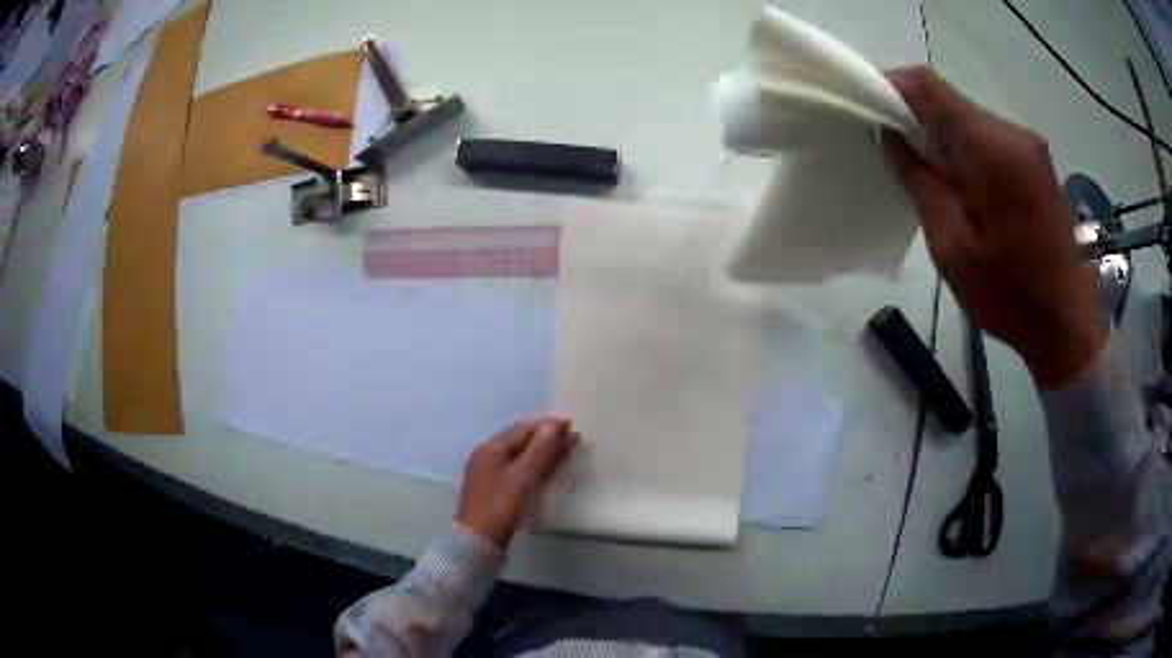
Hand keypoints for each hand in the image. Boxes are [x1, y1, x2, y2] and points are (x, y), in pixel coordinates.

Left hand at [456, 419, 577, 547]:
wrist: (477, 540)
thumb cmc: (500, 507)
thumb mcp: (521, 478)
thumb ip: (538, 452)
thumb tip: (553, 426)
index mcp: (491, 448)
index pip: (523, 428)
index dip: (548, 425)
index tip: (573, 426)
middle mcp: (486, 454)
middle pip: (519, 438)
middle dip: (545, 436)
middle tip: (571, 439)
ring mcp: (487, 470)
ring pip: (518, 453)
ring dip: (540, 450)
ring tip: (563, 452)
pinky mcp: (492, 486)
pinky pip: (515, 466)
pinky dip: (532, 464)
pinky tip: (545, 470)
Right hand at [883, 66, 1106, 388]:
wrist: (1065, 324)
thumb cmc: (1009, 295)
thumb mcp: (952, 247)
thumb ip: (919, 181)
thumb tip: (890, 135)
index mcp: (992, 149)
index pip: (927, 87)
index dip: (891, 89)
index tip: (870, 116)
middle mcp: (1013, 133)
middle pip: (949, 103)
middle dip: (917, 123)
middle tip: (900, 163)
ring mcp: (1029, 145)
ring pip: (968, 121)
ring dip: (943, 142)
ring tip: (934, 186)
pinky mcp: (1036, 161)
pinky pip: (988, 139)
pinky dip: (967, 154)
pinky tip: (965, 191)